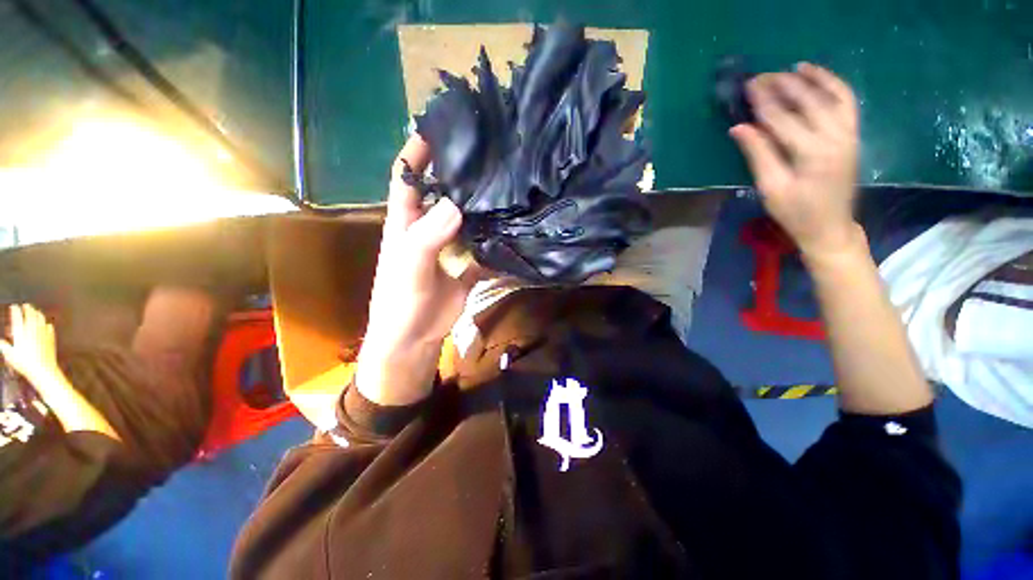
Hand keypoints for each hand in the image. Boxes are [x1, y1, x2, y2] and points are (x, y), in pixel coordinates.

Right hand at [1, 304, 61, 386]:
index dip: (15, 311)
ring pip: (40, 320)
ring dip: (38, 314)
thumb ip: (4, 346)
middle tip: (26, 305)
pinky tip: (47, 324)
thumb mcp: (10, 354)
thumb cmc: (25, 363)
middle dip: (28, 309)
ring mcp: (43, 334)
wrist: (42, 370)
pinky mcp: (51, 339)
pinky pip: (49, 329)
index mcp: (21, 333)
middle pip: (31, 316)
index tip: (14, 306)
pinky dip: (47, 325)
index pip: (17, 318)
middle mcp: (32, 331)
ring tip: (36, 311)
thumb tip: (0, 341)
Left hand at [356, 135, 475, 404]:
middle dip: (456, 173)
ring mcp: (448, 248)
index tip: (437, 128)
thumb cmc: (401, 301)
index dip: (416, 153)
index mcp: (405, 224)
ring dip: (478, 204)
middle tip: (483, 153)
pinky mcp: (465, 266)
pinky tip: (509, 226)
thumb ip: (428, 236)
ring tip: (501, 183)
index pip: (407, 178)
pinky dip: (492, 238)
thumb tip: (457, 205)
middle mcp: (427, 230)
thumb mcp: (410, 266)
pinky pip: (481, 246)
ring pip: (464, 219)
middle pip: (441, 194)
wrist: (413, 337)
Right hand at [730, 63, 860, 258]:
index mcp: (812, 153)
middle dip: (783, 86)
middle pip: (809, 101)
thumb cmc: (795, 212)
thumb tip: (739, 128)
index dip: (763, 102)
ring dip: (812, 79)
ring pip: (833, 95)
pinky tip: (819, 77)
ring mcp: (849, 134)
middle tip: (761, 76)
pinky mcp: (853, 135)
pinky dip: (835, 85)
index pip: (783, 118)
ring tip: (792, 68)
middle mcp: (836, 137)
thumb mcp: (770, 187)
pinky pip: (847, 102)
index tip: (748, 87)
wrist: (830, 227)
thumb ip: (758, 154)